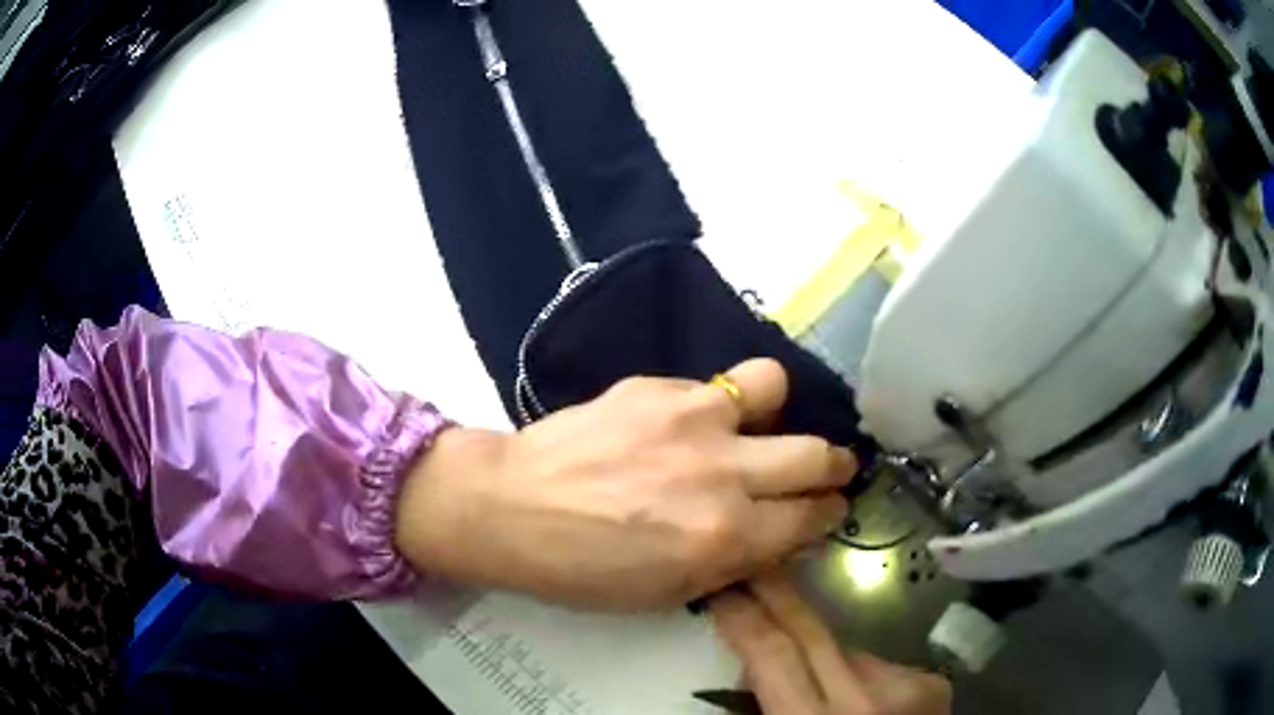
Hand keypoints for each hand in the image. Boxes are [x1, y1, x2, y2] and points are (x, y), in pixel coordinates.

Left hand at [394, 359, 856, 608]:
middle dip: (834, 464)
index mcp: (726, 535)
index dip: (829, 514)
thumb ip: (735, 562)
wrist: (510, 507)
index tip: (828, 509)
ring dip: (776, 413)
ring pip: (774, 387)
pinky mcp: (657, 386)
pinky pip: (713, 384)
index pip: (812, 517)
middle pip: (816, 453)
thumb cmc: (583, 569)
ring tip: (755, 428)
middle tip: (827, 469)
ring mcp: (691, 417)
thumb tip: (779, 537)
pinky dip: (715, 406)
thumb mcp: (668, 593)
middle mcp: (723, 472)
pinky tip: (684, 424)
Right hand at [712, 573, 951, 714]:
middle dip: (777, 596)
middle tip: (753, 570)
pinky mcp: (932, 684)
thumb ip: (764, 710)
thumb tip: (747, 672)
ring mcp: (908, 687)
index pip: (773, 653)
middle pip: (811, 632)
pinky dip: (861, 676)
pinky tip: (861, 701)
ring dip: (824, 657)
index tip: (722, 589)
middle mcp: (865, 700)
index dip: (743, 616)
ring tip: (816, 683)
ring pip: (847, 650)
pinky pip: (879, 667)